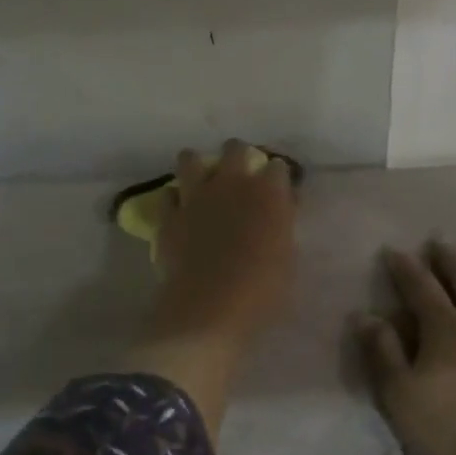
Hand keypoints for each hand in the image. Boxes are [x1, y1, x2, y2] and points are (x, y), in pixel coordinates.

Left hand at [148, 140, 297, 349]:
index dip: (277, 178)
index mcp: (268, 192)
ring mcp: (196, 196)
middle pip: (234, 148)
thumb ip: (281, 227)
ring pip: (190, 158)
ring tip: (202, 182)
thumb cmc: (262, 289)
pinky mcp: (168, 215)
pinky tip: (179, 211)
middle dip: (238, 157)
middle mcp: (231, 183)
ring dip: (198, 166)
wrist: (210, 306)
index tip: (277, 192)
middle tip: (240, 177)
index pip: (277, 167)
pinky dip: (174, 200)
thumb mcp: (287, 258)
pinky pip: (167, 194)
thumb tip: (278, 215)